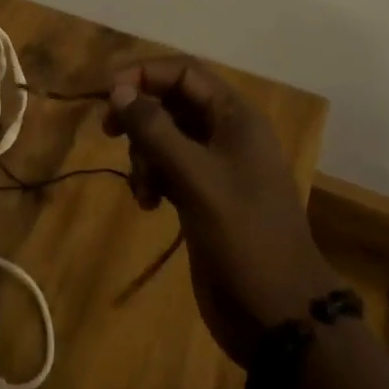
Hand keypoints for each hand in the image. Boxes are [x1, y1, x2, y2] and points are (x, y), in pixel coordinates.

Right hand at [104, 59, 338, 366]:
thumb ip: (155, 129)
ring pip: (165, 136)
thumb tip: (118, 90)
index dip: (144, 74)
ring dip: (144, 153)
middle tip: (109, 132)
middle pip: (171, 101)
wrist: (280, 316)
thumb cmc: (243, 235)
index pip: (183, 72)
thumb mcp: (196, 177)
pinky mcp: (204, 196)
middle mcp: (225, 133)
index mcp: (235, 116)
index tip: (108, 94)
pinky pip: (167, 167)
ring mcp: (215, 166)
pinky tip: (148, 203)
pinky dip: (152, 177)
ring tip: (143, 187)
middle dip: (140, 115)